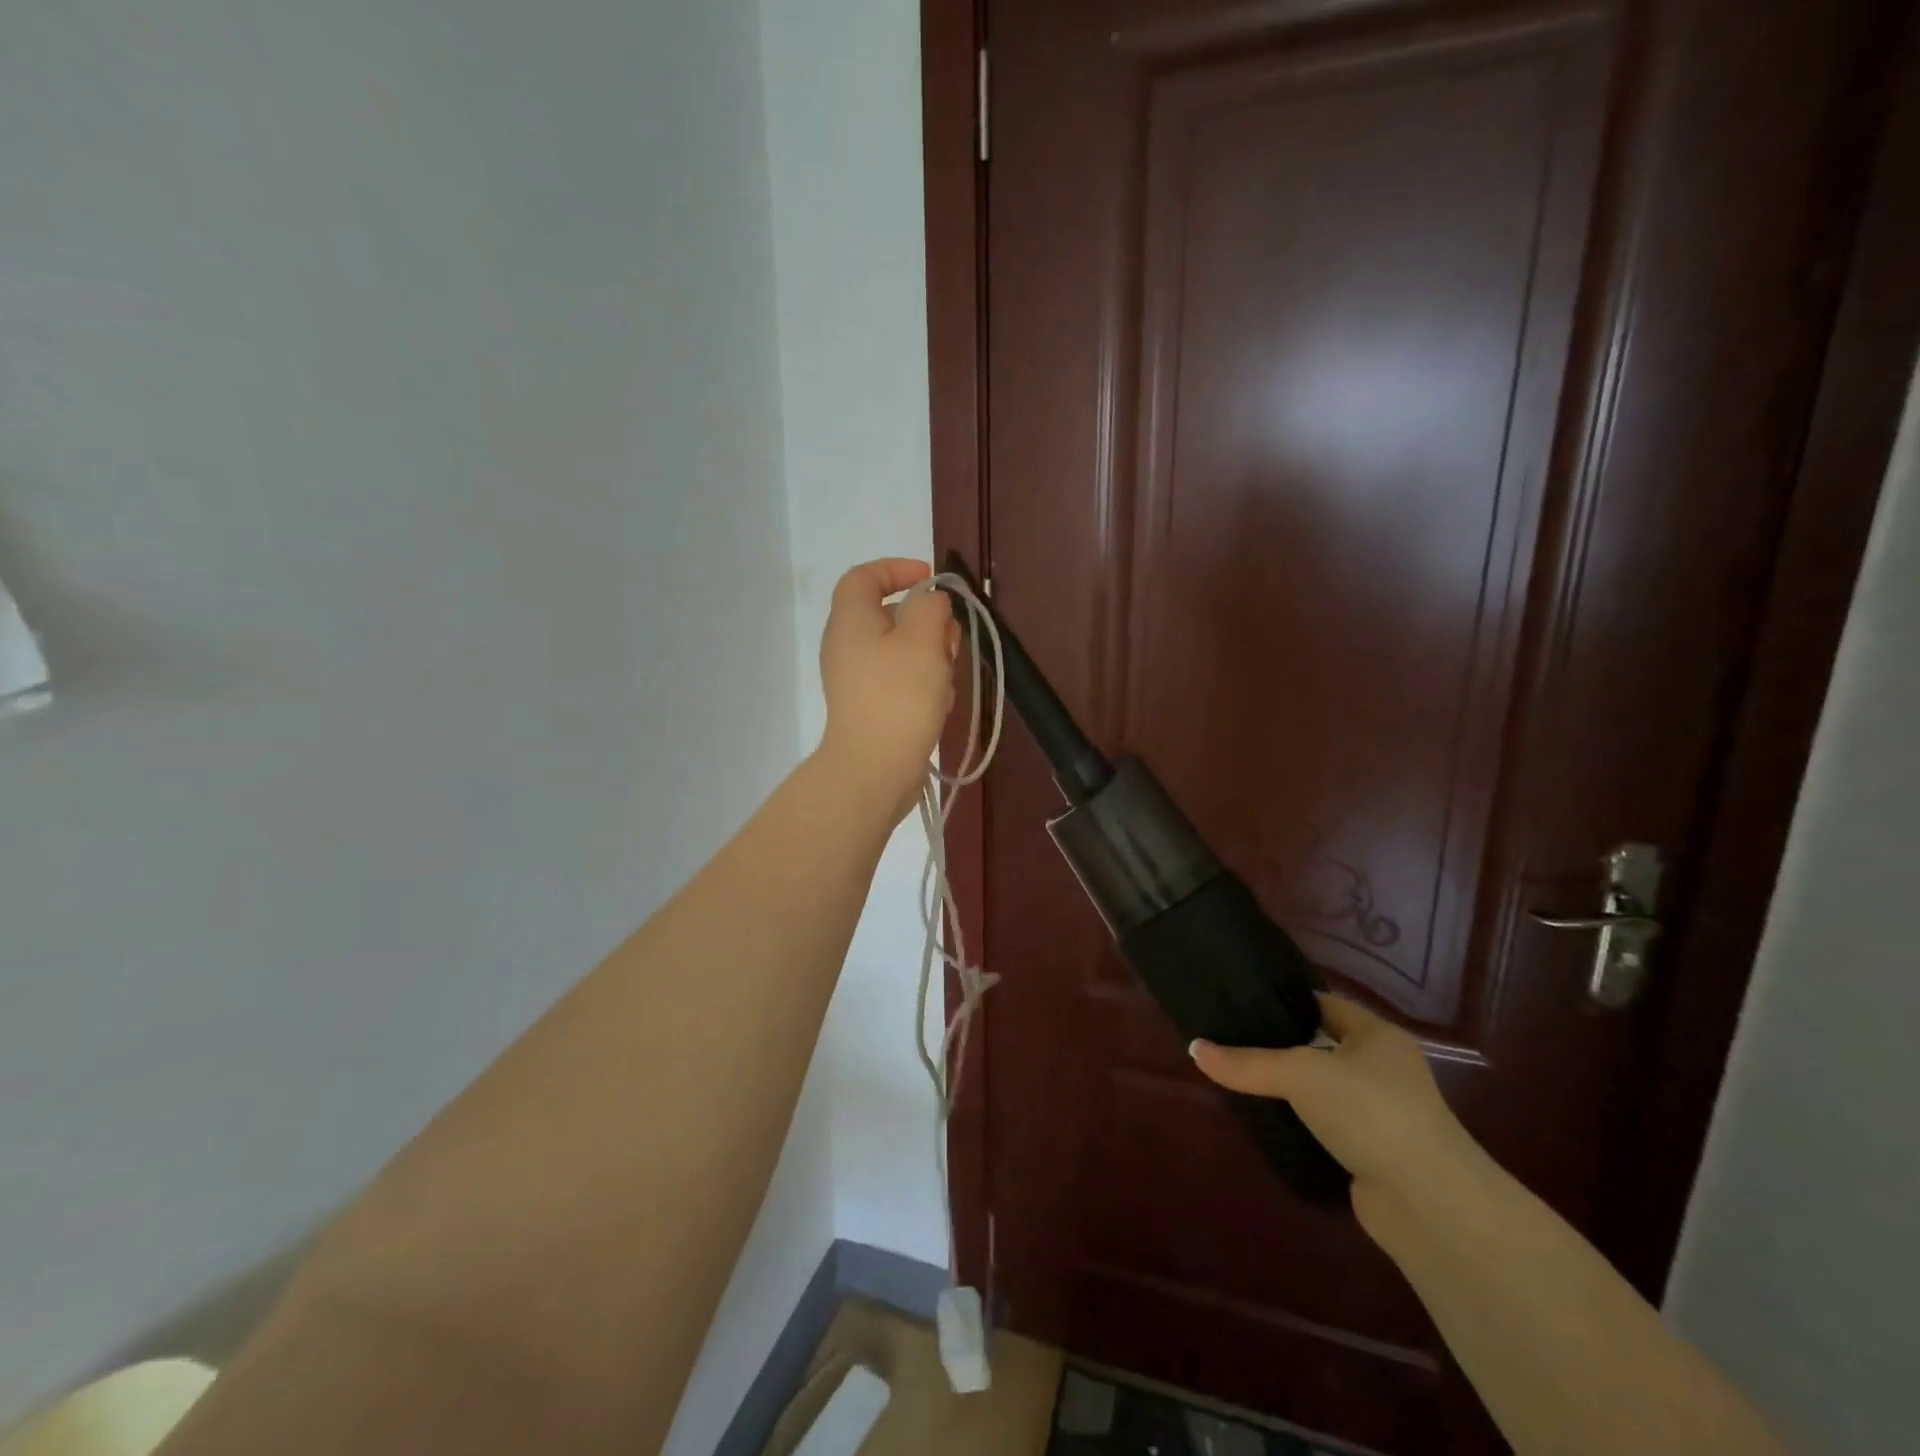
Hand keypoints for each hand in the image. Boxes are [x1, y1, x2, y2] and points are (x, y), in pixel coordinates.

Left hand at [815, 558, 958, 821]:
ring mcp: (855, 679)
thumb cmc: (899, 696)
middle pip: (888, 615)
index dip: (897, 569)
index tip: (932, 580)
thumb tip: (929, 602)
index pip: (864, 576)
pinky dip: (922, 682)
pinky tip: (940, 703)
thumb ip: (930, 607)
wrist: (874, 769)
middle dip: (927, 621)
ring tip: (948, 679)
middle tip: (951, 640)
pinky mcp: (868, 707)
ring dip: (930, 655)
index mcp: (850, 619)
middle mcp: (846, 645)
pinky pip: (898, 680)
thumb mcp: (923, 639)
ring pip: (899, 650)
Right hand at [1191, 995, 1480, 1226]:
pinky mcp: (1373, 1154)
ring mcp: (1382, 1114)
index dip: (1285, 1000)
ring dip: (1290, 1089)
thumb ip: (1247, 1063)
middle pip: (1322, 1046)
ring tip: (1240, 1078)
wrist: (1430, 1204)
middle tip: (1231, 1038)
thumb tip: (1194, 1049)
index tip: (1242, 1000)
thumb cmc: (1371, 1113)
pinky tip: (1267, 1121)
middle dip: (1281, 1045)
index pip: (1324, 1004)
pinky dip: (1301, 1124)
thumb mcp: (1301, 1075)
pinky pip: (1326, 1126)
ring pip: (1323, 1090)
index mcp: (1378, 1036)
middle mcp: (1384, 1069)